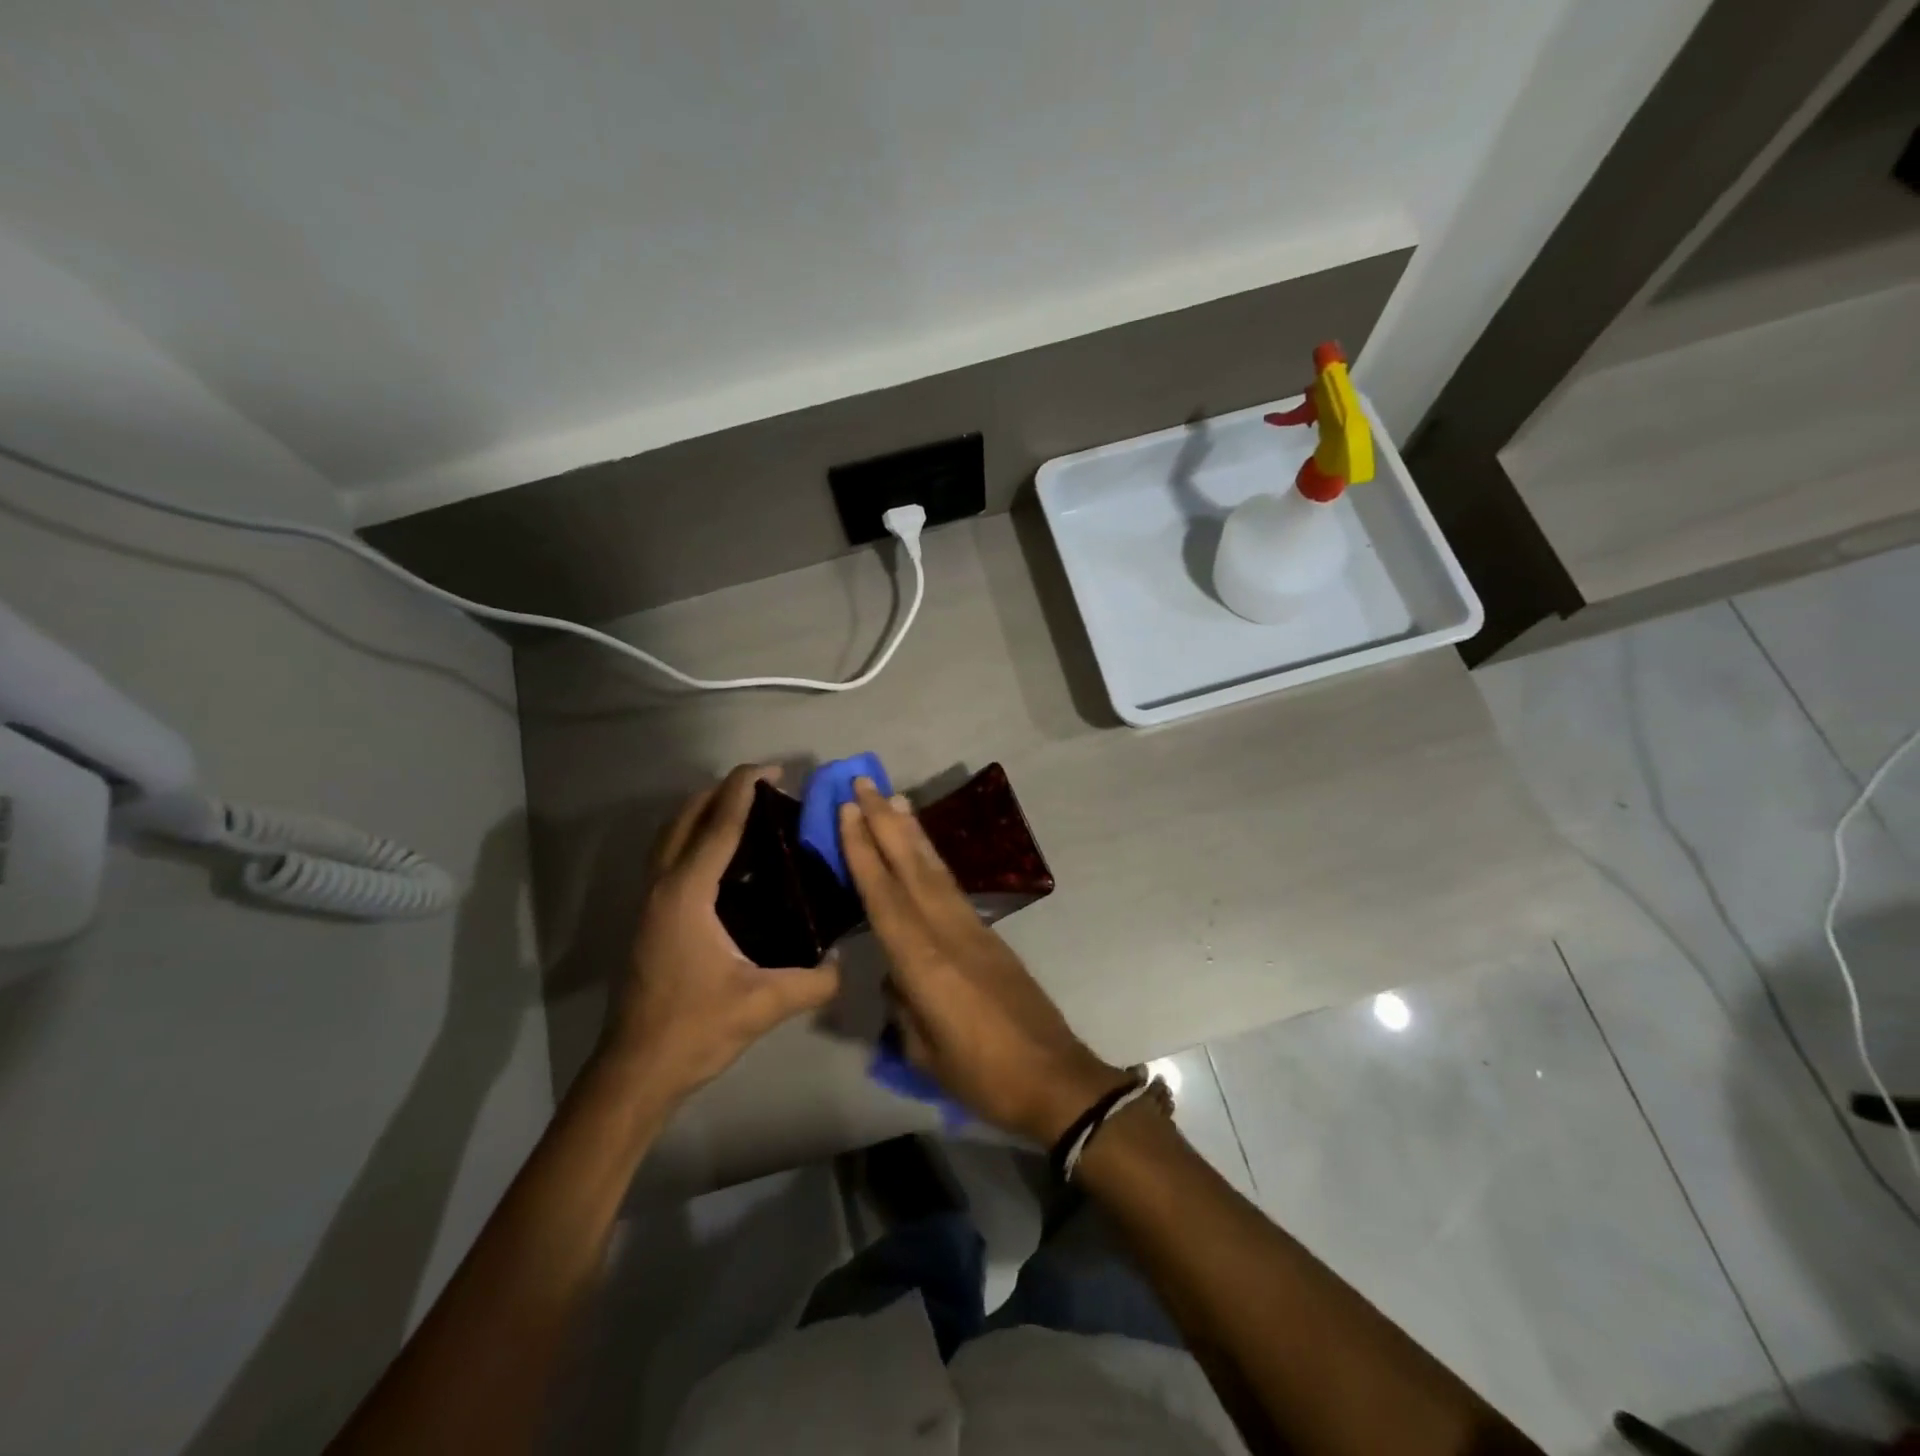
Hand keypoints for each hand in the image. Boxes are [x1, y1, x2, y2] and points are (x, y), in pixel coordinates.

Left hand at [600, 766, 841, 1103]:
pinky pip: (669, 857)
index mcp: (687, 894)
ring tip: (744, 811)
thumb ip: (814, 981)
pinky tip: (725, 860)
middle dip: (722, 792)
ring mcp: (648, 902)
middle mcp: (662, 886)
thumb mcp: (764, 1004)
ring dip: (703, 812)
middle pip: (686, 818)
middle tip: (763, 786)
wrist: (635, 1071)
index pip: (718, 826)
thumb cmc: (695, 1029)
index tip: (772, 768)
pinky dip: (693, 838)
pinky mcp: (647, 918)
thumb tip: (846, 964)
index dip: (744, 790)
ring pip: (670, 836)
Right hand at [838, 778, 1128, 1143]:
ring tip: (895, 798)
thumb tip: (896, 975)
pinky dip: (933, 861)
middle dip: (885, 822)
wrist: (1055, 1079)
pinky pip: (951, 888)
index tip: (848, 810)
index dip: (863, 851)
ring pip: (935, 870)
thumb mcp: (925, 1051)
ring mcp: (974, 930)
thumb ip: (904, 1004)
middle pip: (911, 867)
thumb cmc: (983, 1076)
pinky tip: (923, 851)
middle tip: (865, 783)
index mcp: (924, 962)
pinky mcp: (990, 936)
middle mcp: (948, 932)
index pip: (884, 896)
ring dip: (912, 832)